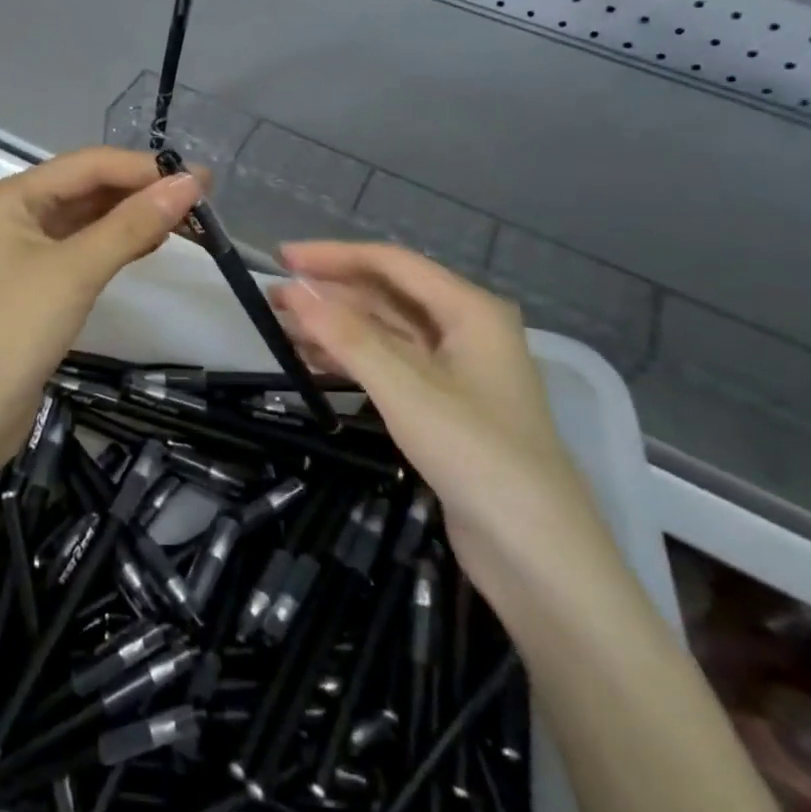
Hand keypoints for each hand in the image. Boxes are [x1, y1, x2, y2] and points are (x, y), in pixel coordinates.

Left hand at [0, 148, 202, 473]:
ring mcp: (29, 249)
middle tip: (201, 201)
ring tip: (188, 221)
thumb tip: (189, 184)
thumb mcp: (76, 270)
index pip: (90, 165)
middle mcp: (20, 212)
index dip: (144, 169)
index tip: (200, 179)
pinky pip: (87, 248)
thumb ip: (133, 225)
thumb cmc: (15, 328)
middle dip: (142, 191)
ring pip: (91, 219)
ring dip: (134, 217)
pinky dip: (120, 244)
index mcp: (15, 195)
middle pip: (90, 188)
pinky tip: (152, 244)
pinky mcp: (41, 282)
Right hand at [274, 242, 605, 575]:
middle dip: (330, 294)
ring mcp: (454, 370)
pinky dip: (350, 360)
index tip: (282, 258)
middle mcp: (464, 329)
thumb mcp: (406, 389)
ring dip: (334, 327)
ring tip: (281, 327)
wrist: (537, 555)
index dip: (333, 256)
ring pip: (383, 332)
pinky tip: (312, 362)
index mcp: (469, 310)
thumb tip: (293, 290)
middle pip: (386, 296)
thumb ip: (347, 337)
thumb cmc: (477, 455)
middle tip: (273, 298)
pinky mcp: (442, 405)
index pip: (391, 264)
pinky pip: (387, 365)